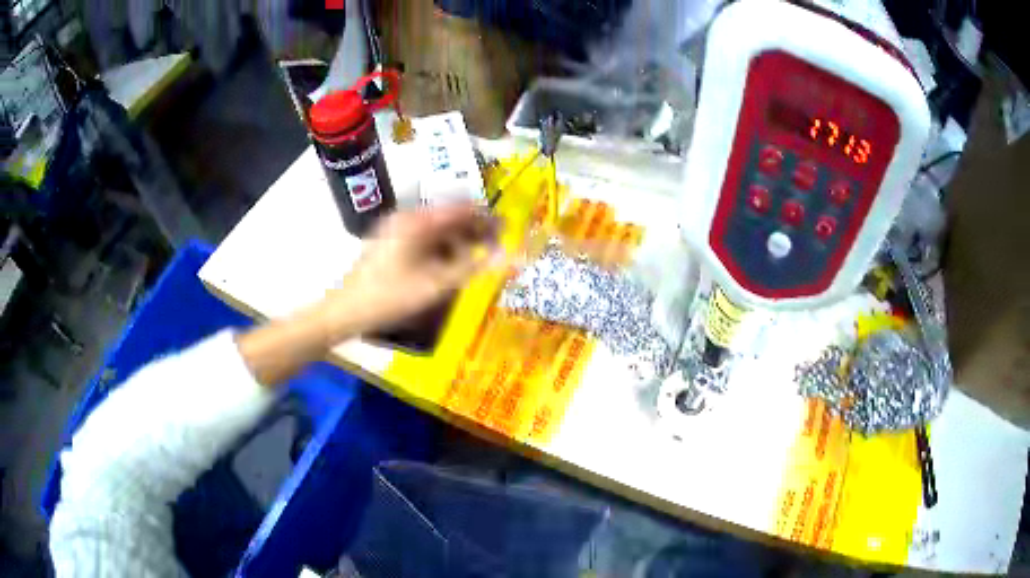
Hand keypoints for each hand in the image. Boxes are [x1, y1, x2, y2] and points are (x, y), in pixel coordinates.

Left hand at [238, 204, 498, 386]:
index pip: (461, 208)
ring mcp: (396, 230)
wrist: (345, 312)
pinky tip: (450, 268)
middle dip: (475, 231)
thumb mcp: (435, 285)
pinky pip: (425, 240)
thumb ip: (475, 268)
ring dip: (460, 242)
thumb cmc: (389, 297)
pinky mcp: (391, 244)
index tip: (509, 229)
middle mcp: (407, 218)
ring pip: (437, 230)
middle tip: (497, 249)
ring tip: (478, 261)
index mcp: (418, 221)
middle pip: (450, 217)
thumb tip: (512, 257)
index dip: (487, 217)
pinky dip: (442, 250)